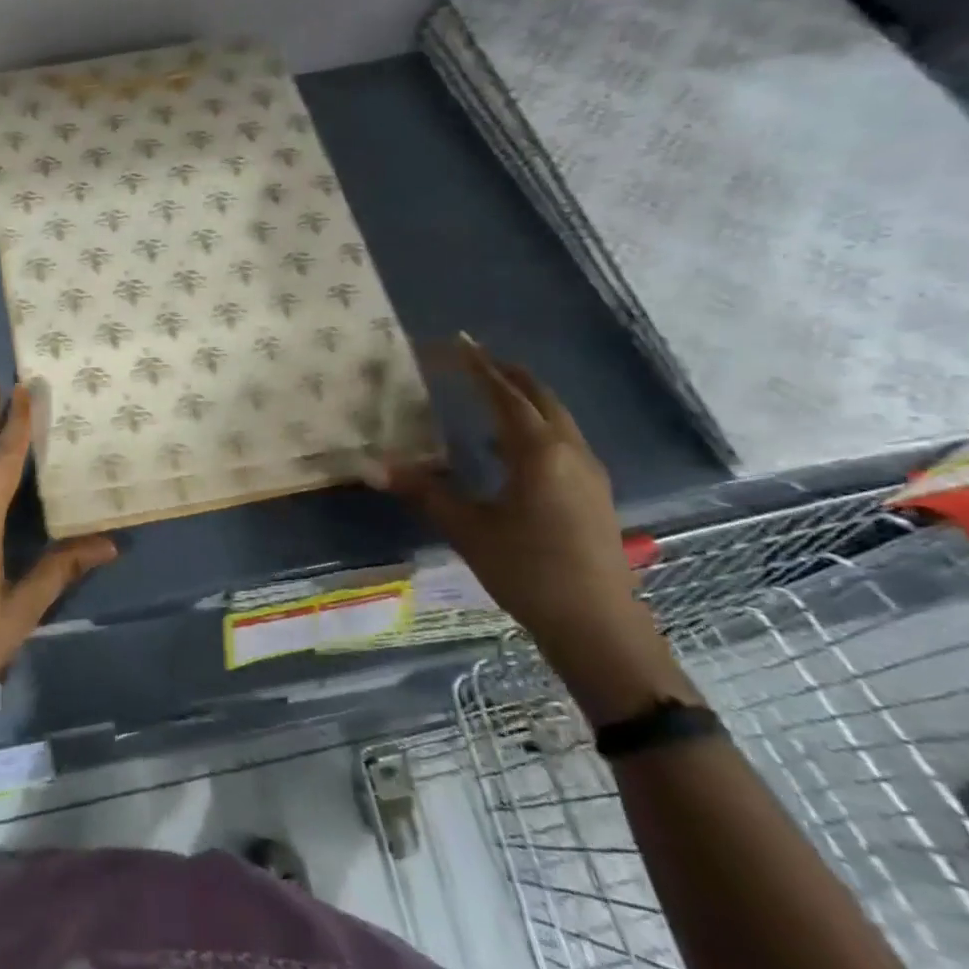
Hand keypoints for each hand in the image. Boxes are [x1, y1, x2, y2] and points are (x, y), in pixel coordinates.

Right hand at [386, 336, 692, 720]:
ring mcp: (587, 472)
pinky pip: (561, 440)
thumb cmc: (528, 571)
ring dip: (523, 398)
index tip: (456, 342)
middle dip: (506, 373)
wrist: (598, 625)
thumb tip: (369, 466)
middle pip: (539, 396)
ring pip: (555, 417)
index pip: (503, 394)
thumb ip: (422, 491)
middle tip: (472, 358)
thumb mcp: (467, 529)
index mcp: (538, 452)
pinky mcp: (593, 493)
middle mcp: (570, 451)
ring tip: (488, 392)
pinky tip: (508, 449)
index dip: (477, 366)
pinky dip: (534, 425)